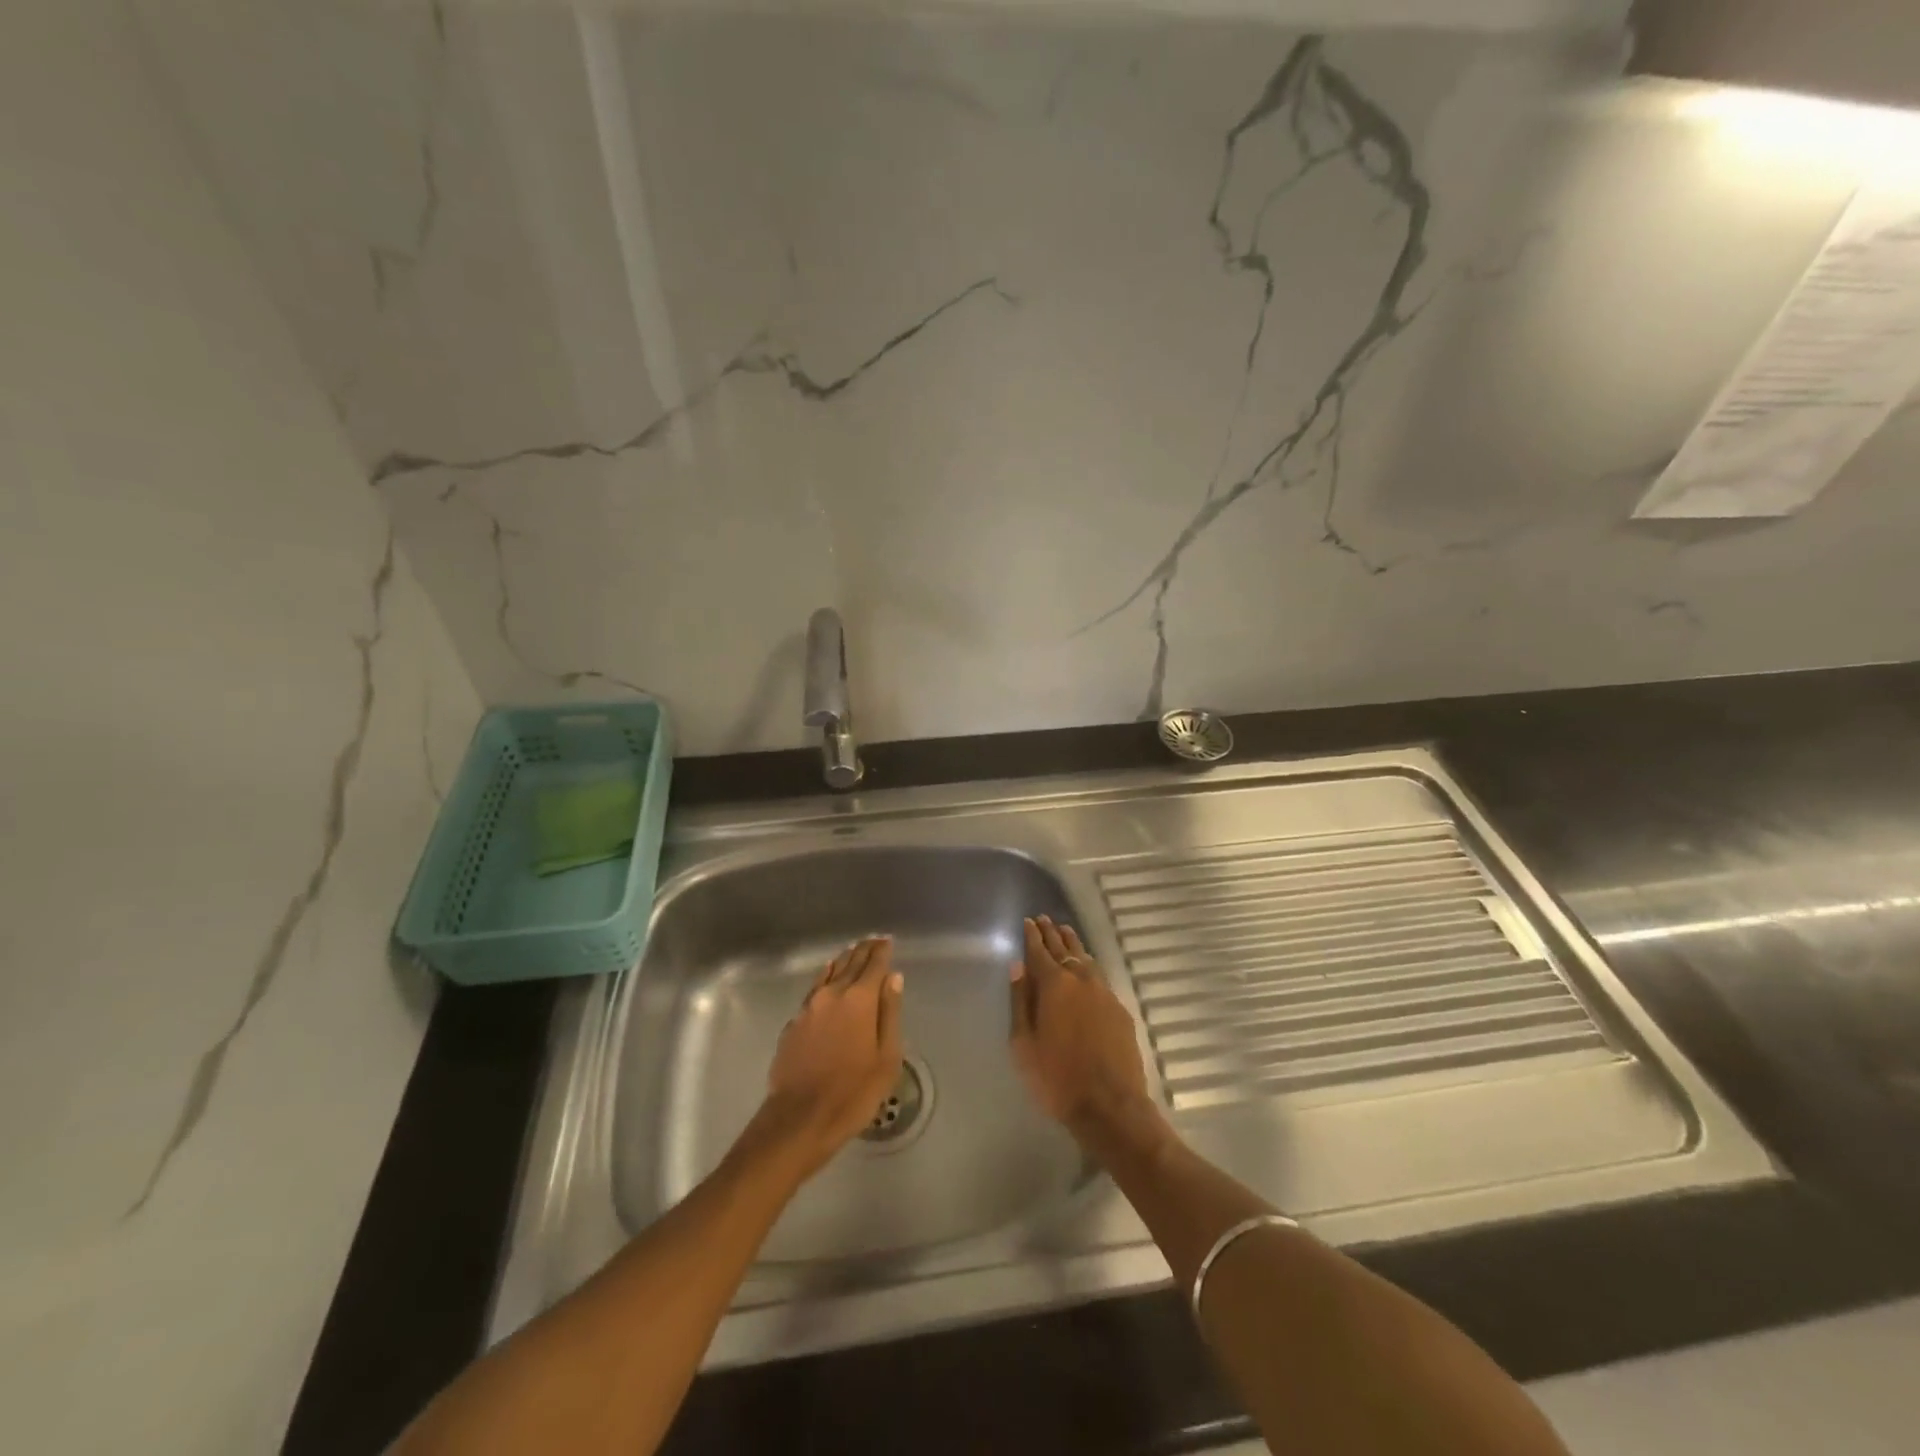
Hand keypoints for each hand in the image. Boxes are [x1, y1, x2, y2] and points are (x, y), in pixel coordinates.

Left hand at [757, 936, 903, 1179]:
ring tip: (852, 953)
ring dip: (843, 961)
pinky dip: (825, 978)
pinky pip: (814, 989)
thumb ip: (890, 1013)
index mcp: (859, 999)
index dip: (882, 951)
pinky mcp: (793, 1023)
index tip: (888, 940)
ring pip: (829, 973)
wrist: (799, 1118)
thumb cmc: (853, 1092)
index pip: (873, 964)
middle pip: (850, 963)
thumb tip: (893, 977)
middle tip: (874, 941)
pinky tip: (826, 979)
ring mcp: (809, 1007)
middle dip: (864, 950)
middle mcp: (832, 994)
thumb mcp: (886, 1057)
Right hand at [1009, 916, 1153, 1139]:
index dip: (1032, 936)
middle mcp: (1080, 980)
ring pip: (1086, 958)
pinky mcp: (1120, 1009)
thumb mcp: (1024, 1044)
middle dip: (1052, 933)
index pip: (1039, 951)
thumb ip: (1021, 1002)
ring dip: (1073, 943)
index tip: (1028, 921)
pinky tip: (1087, 966)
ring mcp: (1104, 993)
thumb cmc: (1057, 1079)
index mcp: (1054, 985)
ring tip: (1065, 931)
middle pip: (1064, 949)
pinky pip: (1100, 976)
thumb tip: (1019, 967)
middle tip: (1044, 919)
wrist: (1111, 1106)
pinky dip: (1089, 964)